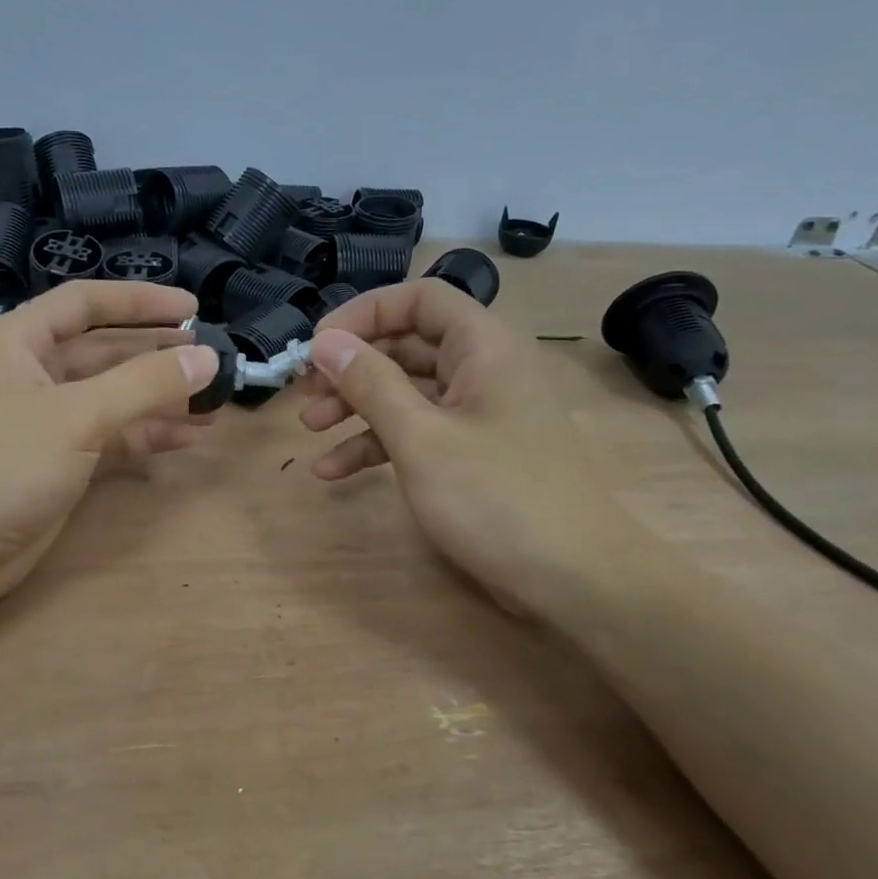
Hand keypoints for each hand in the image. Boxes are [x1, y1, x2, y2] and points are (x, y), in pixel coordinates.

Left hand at [0, 281, 217, 612]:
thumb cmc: (1, 464)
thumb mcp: (78, 415)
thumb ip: (145, 384)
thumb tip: (207, 356)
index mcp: (20, 342)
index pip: (86, 303)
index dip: (140, 301)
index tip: (192, 309)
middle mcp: (33, 374)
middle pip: (105, 352)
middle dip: (157, 354)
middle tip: (211, 356)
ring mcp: (46, 422)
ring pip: (114, 397)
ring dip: (160, 399)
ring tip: (214, 400)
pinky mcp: (59, 463)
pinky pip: (112, 437)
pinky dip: (148, 435)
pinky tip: (189, 436)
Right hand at [297, 278, 627, 619]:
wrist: (572, 578)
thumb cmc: (495, 497)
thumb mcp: (421, 438)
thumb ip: (370, 383)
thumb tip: (325, 342)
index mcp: (484, 347)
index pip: (419, 299)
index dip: (364, 314)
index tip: (318, 347)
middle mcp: (485, 368)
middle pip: (408, 345)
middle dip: (352, 367)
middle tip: (305, 391)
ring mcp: (481, 412)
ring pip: (408, 391)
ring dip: (357, 406)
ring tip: (310, 428)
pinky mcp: (475, 452)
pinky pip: (420, 431)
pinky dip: (379, 443)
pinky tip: (335, 470)